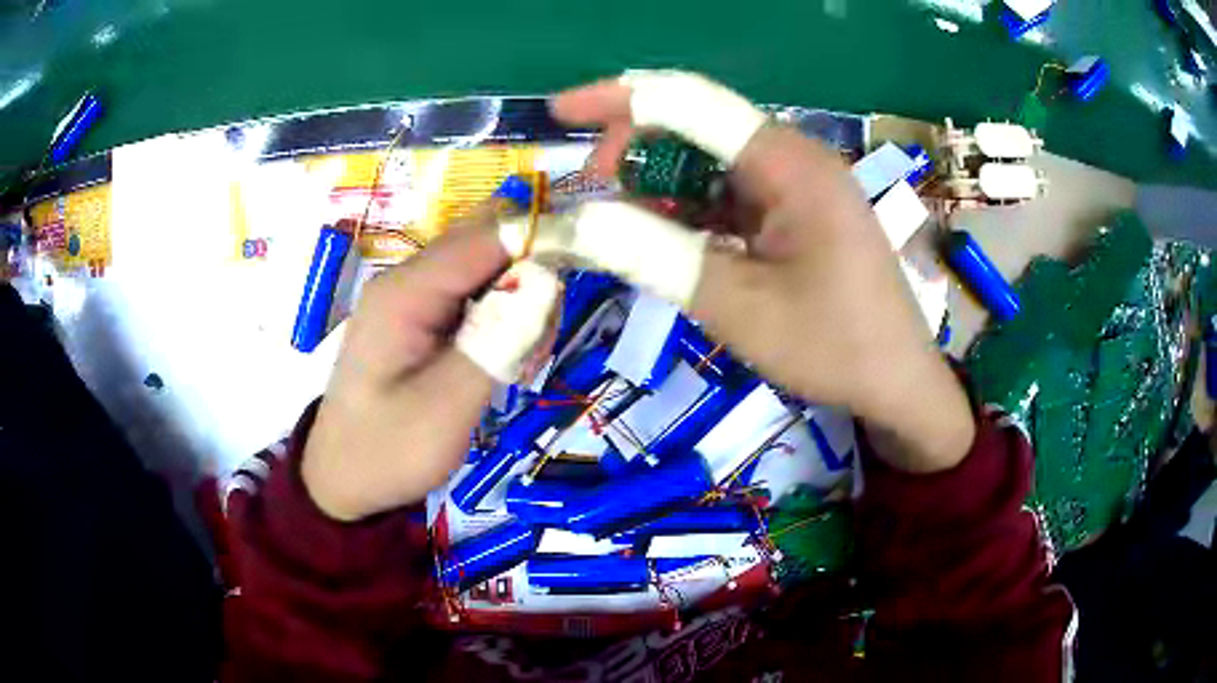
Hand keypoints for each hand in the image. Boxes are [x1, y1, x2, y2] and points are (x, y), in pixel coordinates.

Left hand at [302, 207, 559, 520]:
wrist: (342, 478)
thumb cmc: (388, 451)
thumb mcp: (446, 409)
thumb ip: (496, 341)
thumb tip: (546, 281)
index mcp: (407, 291)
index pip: (487, 235)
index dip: (543, 238)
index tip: (589, 266)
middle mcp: (409, 279)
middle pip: (487, 239)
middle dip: (532, 269)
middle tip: (541, 336)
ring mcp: (413, 296)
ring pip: (486, 265)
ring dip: (519, 296)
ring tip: (523, 359)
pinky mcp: (420, 316)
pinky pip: (473, 293)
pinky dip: (501, 314)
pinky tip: (504, 357)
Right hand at [552, 74, 974, 471]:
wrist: (898, 384)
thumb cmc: (832, 347)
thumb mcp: (735, 305)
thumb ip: (652, 255)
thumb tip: (574, 222)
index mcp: (789, 163)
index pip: (690, 102)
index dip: (618, 98)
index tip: (560, 112)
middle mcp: (795, 158)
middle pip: (698, 125)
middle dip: (635, 148)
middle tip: (591, 191)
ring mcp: (800, 186)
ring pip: (711, 161)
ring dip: (660, 182)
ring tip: (619, 218)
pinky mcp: (799, 213)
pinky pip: (732, 194)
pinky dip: (691, 208)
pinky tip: (666, 234)